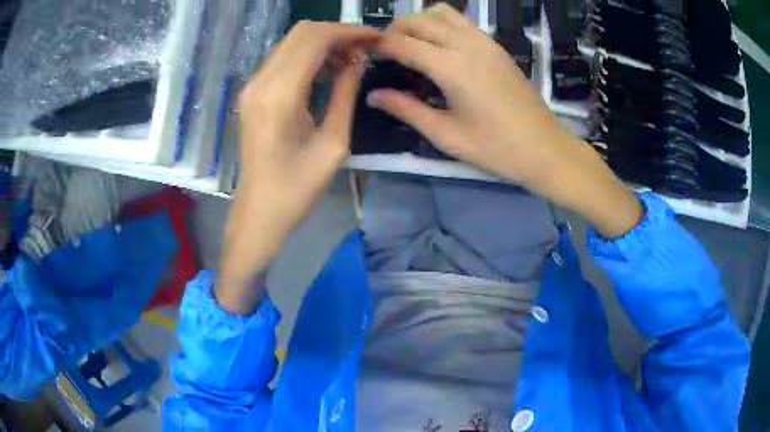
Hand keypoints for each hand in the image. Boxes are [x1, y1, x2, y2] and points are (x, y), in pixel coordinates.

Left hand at [216, 22, 377, 314]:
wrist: (259, 211)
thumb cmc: (298, 188)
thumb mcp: (334, 143)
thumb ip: (345, 94)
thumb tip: (358, 61)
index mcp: (280, 94)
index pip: (315, 39)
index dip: (349, 32)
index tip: (376, 38)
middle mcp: (261, 81)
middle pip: (301, 33)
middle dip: (337, 33)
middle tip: (366, 48)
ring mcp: (252, 86)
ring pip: (291, 43)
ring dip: (323, 43)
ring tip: (353, 59)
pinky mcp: (252, 93)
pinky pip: (283, 59)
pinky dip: (308, 56)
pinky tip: (329, 70)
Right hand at [370, 5, 642, 237]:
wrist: (546, 149)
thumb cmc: (497, 149)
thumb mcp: (446, 135)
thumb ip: (407, 109)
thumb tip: (373, 95)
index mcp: (452, 67)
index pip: (402, 42)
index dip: (378, 46)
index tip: (363, 54)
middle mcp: (467, 44)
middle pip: (419, 19)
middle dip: (395, 30)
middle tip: (384, 53)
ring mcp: (485, 41)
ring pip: (442, 12)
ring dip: (419, 22)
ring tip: (410, 45)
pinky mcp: (496, 46)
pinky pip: (461, 21)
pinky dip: (441, 24)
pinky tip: (437, 46)